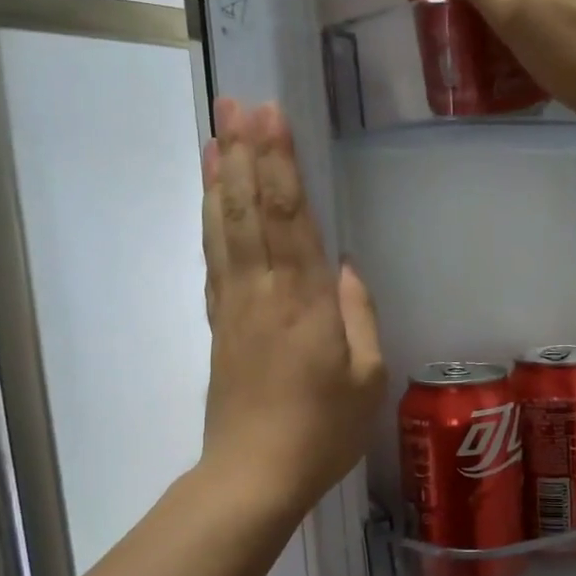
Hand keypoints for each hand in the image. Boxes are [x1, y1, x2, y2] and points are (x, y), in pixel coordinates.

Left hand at [200, 99, 384, 514]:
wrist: (254, 474)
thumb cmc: (323, 431)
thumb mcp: (367, 379)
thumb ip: (358, 316)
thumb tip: (342, 266)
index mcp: (304, 302)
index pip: (288, 216)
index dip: (279, 163)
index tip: (271, 116)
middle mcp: (262, 291)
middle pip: (249, 209)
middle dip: (245, 152)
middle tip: (239, 101)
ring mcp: (233, 305)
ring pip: (223, 227)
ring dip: (219, 175)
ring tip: (217, 130)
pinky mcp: (218, 323)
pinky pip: (212, 259)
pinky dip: (207, 219)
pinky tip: (208, 195)